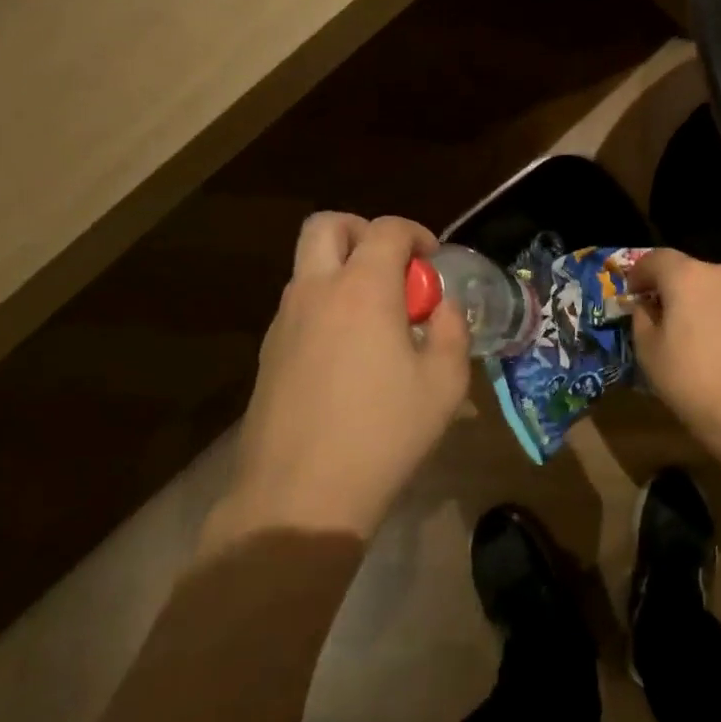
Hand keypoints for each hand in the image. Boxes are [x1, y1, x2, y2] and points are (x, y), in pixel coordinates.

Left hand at [207, 213, 469, 545]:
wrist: (300, 495)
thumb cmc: (384, 434)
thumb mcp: (444, 385)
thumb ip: (452, 332)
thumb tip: (443, 308)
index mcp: (362, 289)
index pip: (387, 230)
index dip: (417, 234)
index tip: (434, 262)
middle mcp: (316, 292)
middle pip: (328, 226)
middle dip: (364, 231)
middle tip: (393, 268)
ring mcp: (284, 321)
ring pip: (308, 266)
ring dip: (343, 270)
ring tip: (377, 318)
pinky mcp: (267, 353)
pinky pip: (299, 306)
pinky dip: (326, 305)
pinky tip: (349, 354)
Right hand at [629, 248, 720, 436]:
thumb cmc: (695, 381)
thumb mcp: (650, 354)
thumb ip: (642, 321)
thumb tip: (646, 308)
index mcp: (688, 277)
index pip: (656, 259)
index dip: (640, 273)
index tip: (633, 294)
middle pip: (692, 273)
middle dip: (677, 292)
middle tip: (668, 322)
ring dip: (708, 307)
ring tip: (704, 341)